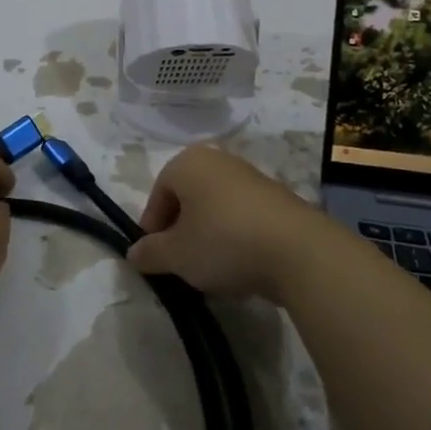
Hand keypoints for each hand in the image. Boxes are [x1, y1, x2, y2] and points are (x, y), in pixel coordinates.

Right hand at [126, 145, 323, 301]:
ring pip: (214, 207)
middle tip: (181, 264)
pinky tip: (240, 264)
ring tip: (211, 270)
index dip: (152, 227)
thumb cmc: (223, 242)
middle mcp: (217, 159)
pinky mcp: (275, 196)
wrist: (296, 249)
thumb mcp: (177, 255)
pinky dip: (234, 236)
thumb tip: (134, 253)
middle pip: (187, 197)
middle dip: (180, 230)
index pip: (158, 193)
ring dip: (207, 234)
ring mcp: (249, 175)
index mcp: (187, 162)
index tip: (156, 258)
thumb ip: (150, 253)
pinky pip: (241, 215)